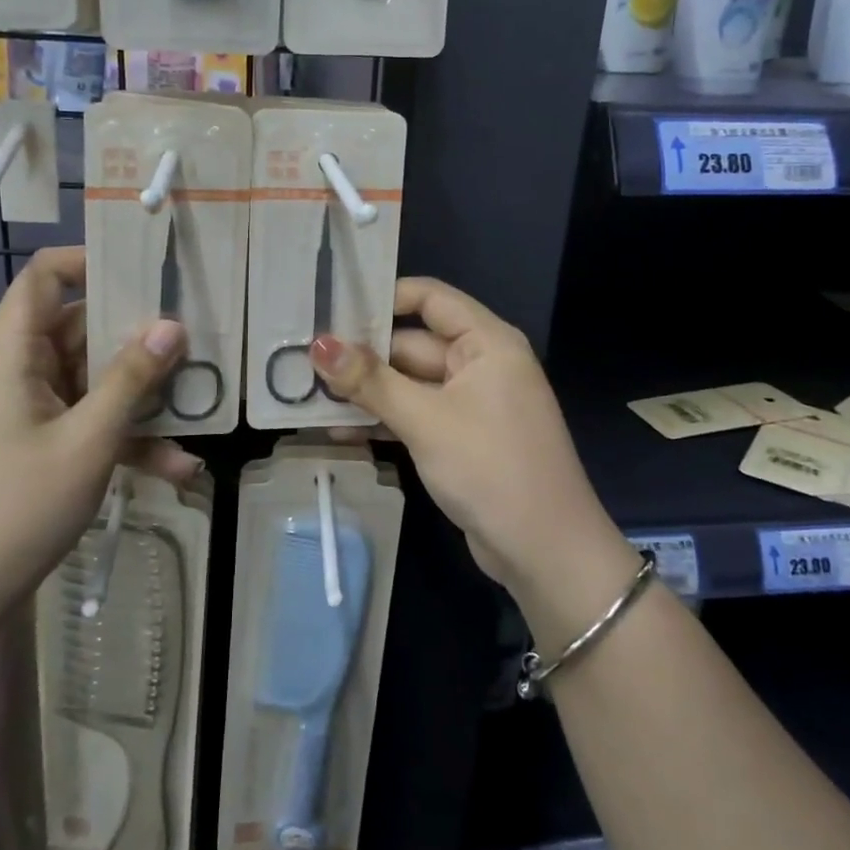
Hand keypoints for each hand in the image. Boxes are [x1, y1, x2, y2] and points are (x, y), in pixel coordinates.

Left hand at [0, 247, 200, 629]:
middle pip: (80, 331)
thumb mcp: (88, 440)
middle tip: (194, 342)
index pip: (43, 279)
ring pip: (91, 384)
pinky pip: (85, 426)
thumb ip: (131, 378)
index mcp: (13, 354)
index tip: (144, 271)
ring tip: (196, 411)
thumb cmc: (15, 508)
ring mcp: (27, 413)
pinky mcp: (35, 448)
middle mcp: (18, 373)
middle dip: (137, 340)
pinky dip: (124, 440)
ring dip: (140, 401)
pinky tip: (175, 469)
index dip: (89, 262)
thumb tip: (171, 324)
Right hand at [310, 277, 617, 591]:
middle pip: (413, 343)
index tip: (331, 307)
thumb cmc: (490, 468)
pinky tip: (339, 431)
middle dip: (363, 354)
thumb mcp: (425, 420)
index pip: (430, 298)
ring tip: (309, 396)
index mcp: (486, 342)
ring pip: (410, 383)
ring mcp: (471, 403)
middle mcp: (480, 363)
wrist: (545, 551)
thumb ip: (370, 381)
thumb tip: (319, 344)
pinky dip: (385, 419)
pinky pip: (417, 415)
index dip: (383, 297)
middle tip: (303, 359)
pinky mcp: (461, 438)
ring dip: (367, 391)